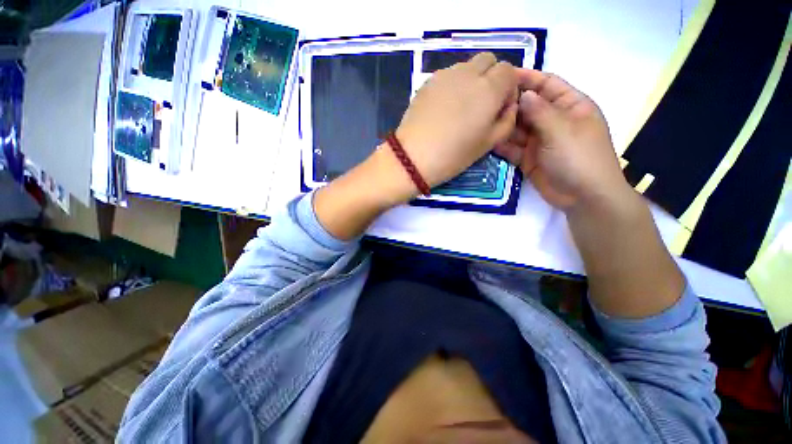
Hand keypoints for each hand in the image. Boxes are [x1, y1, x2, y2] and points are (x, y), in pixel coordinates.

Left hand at [395, 52, 519, 188]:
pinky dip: (452, 86)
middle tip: (481, 105)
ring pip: (466, 67)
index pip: (509, 71)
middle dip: (491, 77)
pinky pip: (447, 76)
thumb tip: (508, 105)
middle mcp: (469, 73)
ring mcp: (445, 75)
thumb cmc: (453, 155)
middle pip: (488, 60)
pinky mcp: (427, 82)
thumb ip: (507, 120)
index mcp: (489, 88)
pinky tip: (442, 109)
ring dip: (470, 81)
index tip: (499, 108)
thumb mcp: (489, 143)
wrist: (413, 157)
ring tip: (459, 109)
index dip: (507, 88)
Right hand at [494, 70, 630, 210]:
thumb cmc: (580, 157)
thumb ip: (541, 112)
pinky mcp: (529, 158)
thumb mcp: (562, 130)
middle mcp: (554, 121)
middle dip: (511, 103)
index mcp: (571, 106)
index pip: (548, 84)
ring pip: (518, 128)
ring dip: (504, 125)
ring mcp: (540, 141)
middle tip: (487, 101)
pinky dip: (502, 145)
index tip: (504, 74)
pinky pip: (513, 148)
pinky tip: (488, 141)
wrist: (583, 196)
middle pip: (529, 107)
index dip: (528, 78)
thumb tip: (524, 95)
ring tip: (483, 121)